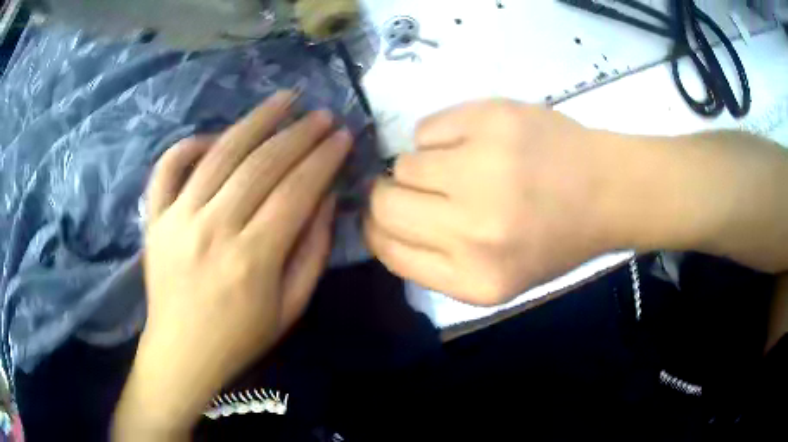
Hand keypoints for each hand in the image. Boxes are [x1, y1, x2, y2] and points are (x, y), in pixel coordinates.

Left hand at [114, 91, 351, 436]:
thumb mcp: (291, 308)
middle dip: (299, 133)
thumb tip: (326, 200)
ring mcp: (177, 218)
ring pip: (220, 153)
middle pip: (262, 164)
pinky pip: (168, 168)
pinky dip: (188, 145)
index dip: (323, 159)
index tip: (343, 137)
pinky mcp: (154, 218)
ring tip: (284, 99)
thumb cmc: (240, 338)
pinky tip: (213, 136)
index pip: (296, 191)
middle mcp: (213, 229)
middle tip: (323, 115)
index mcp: (252, 258)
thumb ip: (312, 253)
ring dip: (256, 121)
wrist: (181, 353)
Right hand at [365, 100, 626, 305]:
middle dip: (390, 193)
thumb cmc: (555, 238)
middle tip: (419, 186)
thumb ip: (434, 262)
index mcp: (475, 280)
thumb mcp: (496, 278)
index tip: (386, 216)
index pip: (387, 250)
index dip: (378, 228)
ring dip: (424, 164)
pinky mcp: (490, 120)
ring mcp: (483, 169)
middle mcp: (475, 230)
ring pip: (404, 162)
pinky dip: (442, 135)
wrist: (607, 190)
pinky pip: (427, 127)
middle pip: (384, 203)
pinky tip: (477, 141)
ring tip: (464, 164)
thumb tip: (381, 222)